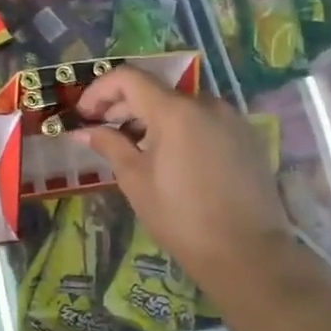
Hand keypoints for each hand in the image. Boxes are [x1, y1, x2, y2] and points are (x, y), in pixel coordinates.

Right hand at [73, 68, 295, 300]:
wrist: (247, 253)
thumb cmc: (180, 216)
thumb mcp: (135, 180)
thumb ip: (109, 145)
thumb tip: (83, 131)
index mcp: (174, 111)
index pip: (128, 78)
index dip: (99, 90)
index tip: (83, 114)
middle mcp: (206, 104)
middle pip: (155, 90)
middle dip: (123, 105)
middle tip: (101, 130)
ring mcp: (231, 119)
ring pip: (181, 105)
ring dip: (151, 117)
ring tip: (134, 147)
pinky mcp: (247, 138)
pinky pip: (204, 120)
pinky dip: (179, 128)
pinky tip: (169, 157)